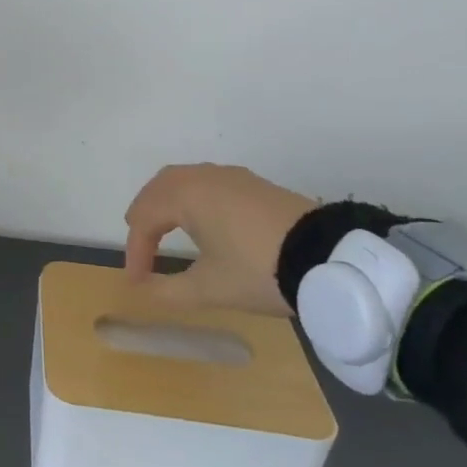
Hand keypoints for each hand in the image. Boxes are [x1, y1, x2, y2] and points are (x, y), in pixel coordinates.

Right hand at [122, 164, 314, 314]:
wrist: (330, 258)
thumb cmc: (259, 270)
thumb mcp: (209, 289)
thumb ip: (169, 290)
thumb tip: (144, 290)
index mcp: (185, 195)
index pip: (144, 219)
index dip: (136, 251)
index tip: (137, 282)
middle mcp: (203, 177)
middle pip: (159, 188)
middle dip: (144, 217)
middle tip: (140, 246)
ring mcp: (231, 176)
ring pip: (184, 181)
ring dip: (167, 204)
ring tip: (164, 231)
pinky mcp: (254, 184)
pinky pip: (208, 183)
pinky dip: (192, 199)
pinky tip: (202, 221)